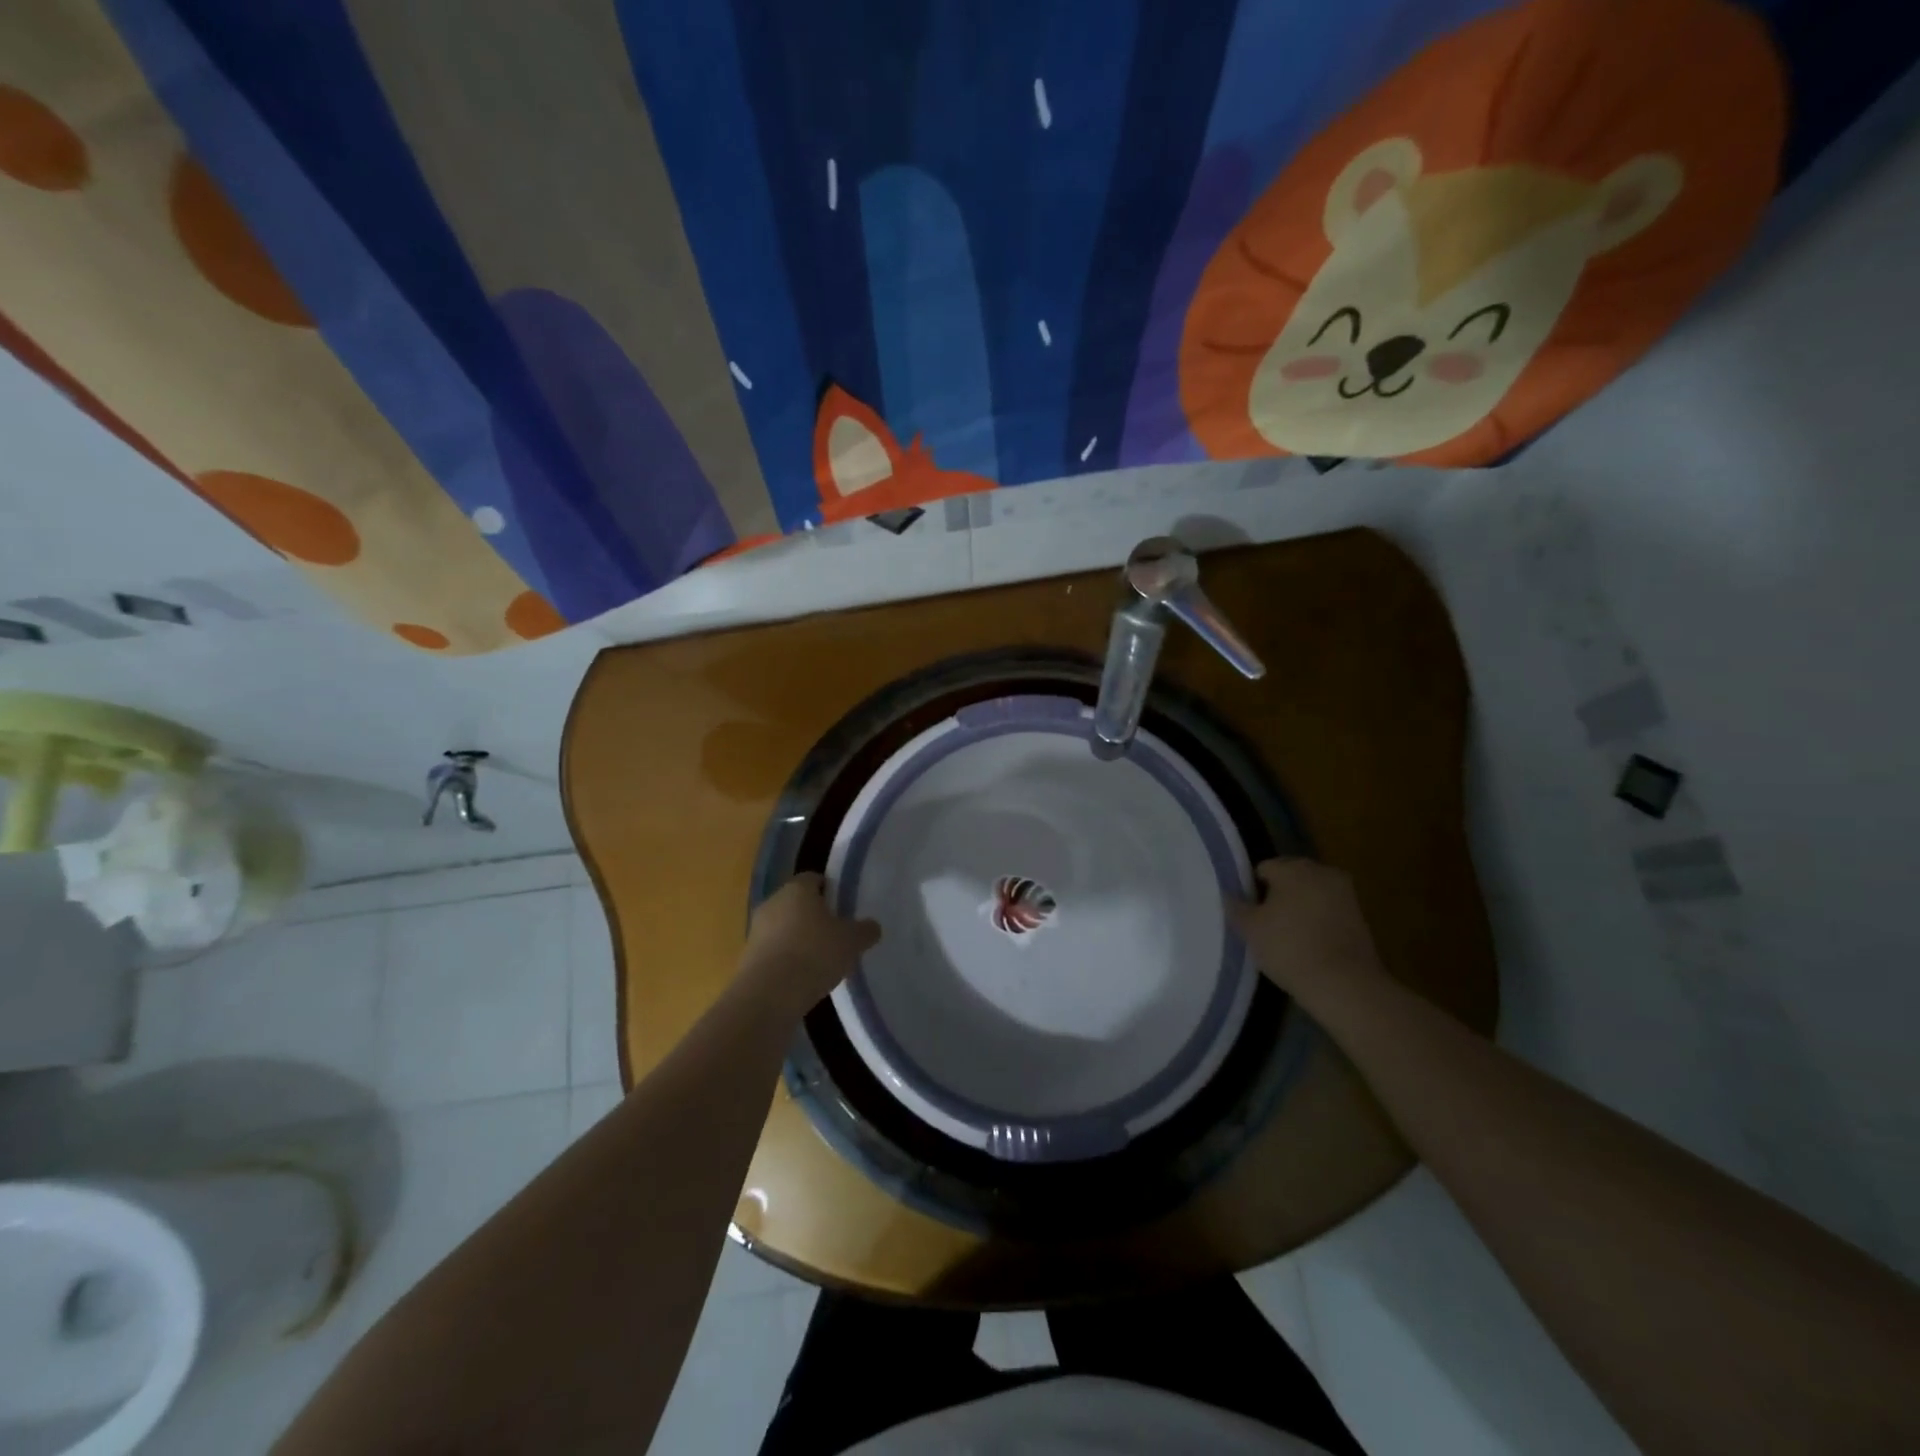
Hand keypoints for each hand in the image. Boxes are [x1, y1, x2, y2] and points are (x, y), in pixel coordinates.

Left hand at [739, 873, 880, 1017]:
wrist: (768, 995)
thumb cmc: (814, 954)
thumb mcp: (852, 942)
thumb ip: (865, 930)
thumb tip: (872, 926)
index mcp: (797, 889)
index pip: (814, 879)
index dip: (831, 890)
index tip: (844, 907)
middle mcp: (773, 902)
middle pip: (797, 903)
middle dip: (815, 916)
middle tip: (836, 934)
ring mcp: (756, 930)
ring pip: (783, 928)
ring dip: (799, 939)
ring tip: (821, 960)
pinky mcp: (747, 958)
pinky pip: (773, 951)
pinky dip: (787, 960)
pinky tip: (802, 978)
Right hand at [1227, 858, 1386, 1006]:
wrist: (1344, 984)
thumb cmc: (1289, 948)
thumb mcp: (1249, 929)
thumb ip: (1235, 907)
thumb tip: (1229, 895)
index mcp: (1293, 867)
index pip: (1263, 869)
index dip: (1252, 890)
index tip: (1249, 914)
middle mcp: (1321, 871)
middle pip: (1290, 877)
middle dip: (1278, 895)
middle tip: (1265, 924)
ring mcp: (1345, 893)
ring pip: (1311, 893)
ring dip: (1299, 907)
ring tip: (1287, 936)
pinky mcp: (1360, 916)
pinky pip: (1328, 910)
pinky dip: (1318, 921)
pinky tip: (1309, 944)